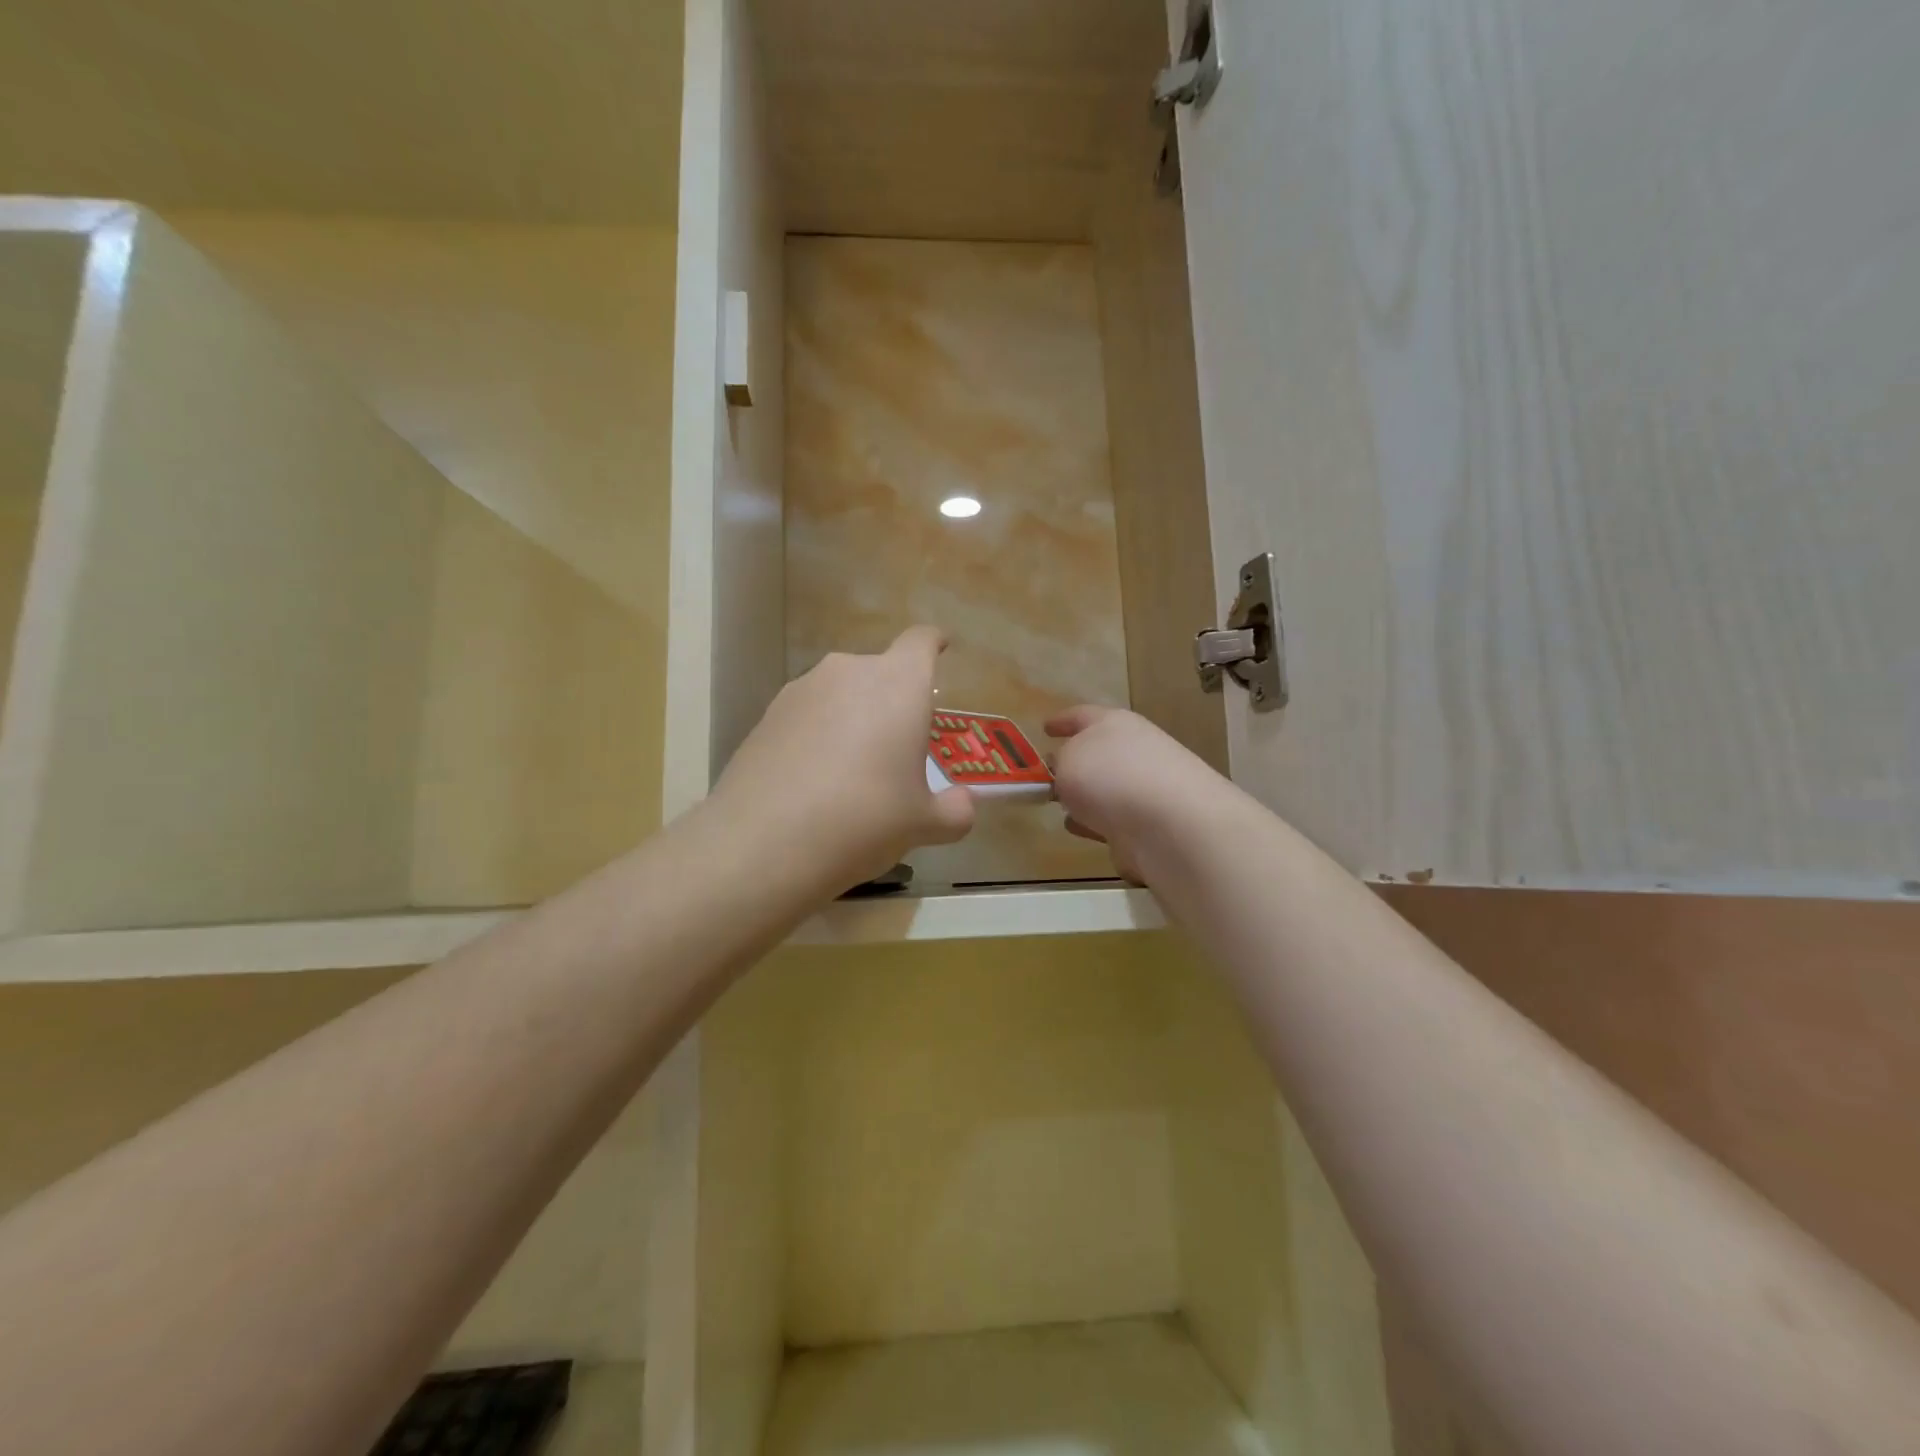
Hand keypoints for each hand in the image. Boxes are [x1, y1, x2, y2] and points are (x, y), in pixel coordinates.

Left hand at [712, 626, 975, 895]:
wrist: (764, 841)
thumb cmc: (864, 819)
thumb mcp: (922, 824)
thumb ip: (954, 811)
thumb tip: (963, 805)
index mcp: (899, 684)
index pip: (922, 641)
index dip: (934, 643)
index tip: (941, 650)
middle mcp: (849, 672)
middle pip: (881, 671)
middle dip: (893, 699)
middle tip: (898, 747)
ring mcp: (802, 689)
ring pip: (841, 693)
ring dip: (853, 717)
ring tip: (852, 770)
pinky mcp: (767, 714)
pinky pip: (808, 715)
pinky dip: (818, 734)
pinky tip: (813, 780)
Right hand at [1045, 705, 1231, 886]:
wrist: (1171, 824)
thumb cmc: (1110, 777)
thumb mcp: (1067, 761)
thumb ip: (1059, 763)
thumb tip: (1065, 770)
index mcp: (1114, 724)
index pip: (1082, 714)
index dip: (1061, 720)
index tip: (1045, 727)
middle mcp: (1134, 750)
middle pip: (1098, 751)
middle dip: (1075, 762)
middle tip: (1049, 773)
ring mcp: (1146, 788)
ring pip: (1107, 787)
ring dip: (1086, 796)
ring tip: (1061, 805)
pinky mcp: (1151, 824)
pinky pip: (1114, 818)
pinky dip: (1097, 822)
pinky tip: (1080, 829)